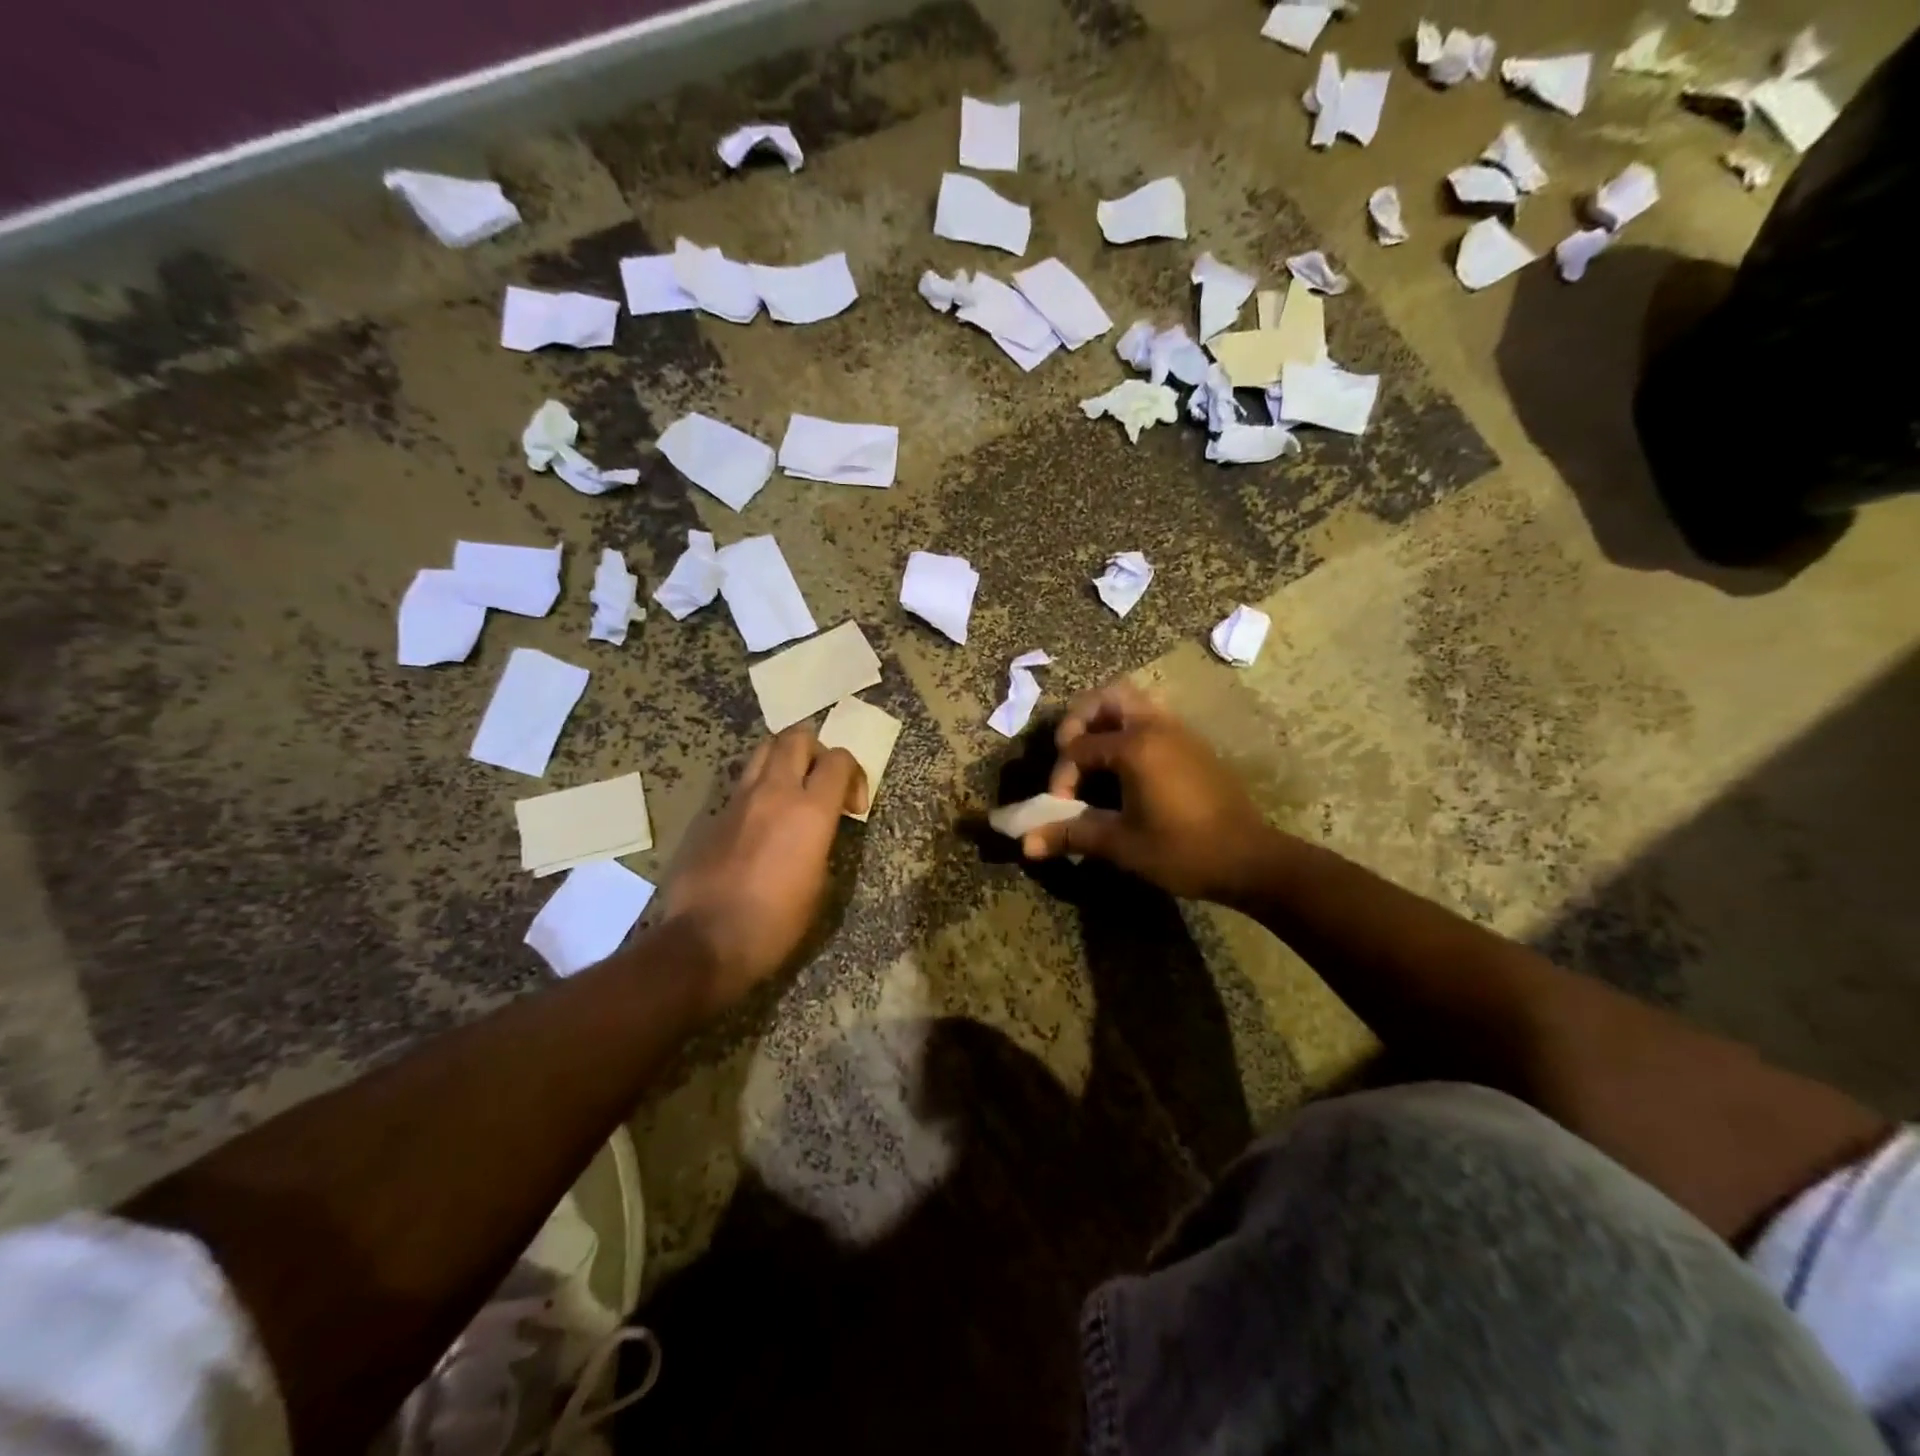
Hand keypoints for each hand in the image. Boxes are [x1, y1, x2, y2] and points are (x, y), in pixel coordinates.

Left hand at [655, 724, 865, 1013]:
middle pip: (796, 737)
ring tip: (791, 791)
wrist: (707, 941)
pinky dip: (758, 790)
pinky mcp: (713, 815)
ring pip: (763, 750)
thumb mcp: (819, 886)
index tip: (852, 808)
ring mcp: (738, 800)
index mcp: (810, 811)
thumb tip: (817, 833)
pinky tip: (760, 824)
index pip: (839, 759)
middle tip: (821, 781)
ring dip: (783, 760)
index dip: (854, 774)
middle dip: (816, 751)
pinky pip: (741, 785)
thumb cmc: (776, 923)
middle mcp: (774, 792)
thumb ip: (822, 843)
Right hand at [1025, 679, 1279, 905]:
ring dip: (1106, 723)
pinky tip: (1124, 771)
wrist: (1250, 861)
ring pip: (1134, 704)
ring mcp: (1179, 732)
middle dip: (1080, 719)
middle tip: (1070, 753)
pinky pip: (1152, 721)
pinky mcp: (1193, 746)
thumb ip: (1071, 834)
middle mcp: (1157, 727)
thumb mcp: (1121, 844)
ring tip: (1093, 759)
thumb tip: (1025, 845)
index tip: (1061, 808)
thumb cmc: (1182, 850)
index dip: (1062, 776)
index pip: (1079, 747)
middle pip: (1108, 696)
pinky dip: (1129, 732)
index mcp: (1136, 745)